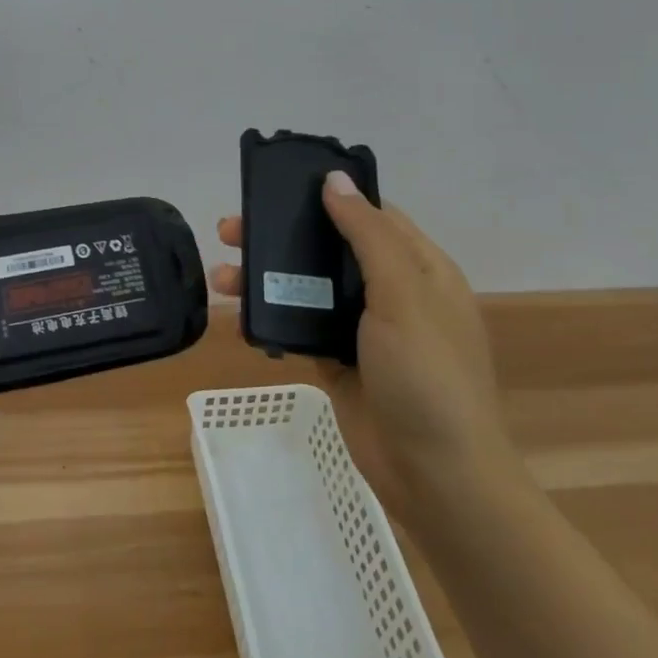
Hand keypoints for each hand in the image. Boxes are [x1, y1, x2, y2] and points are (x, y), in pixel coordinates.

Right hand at [211, 174, 515, 510]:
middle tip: (230, 230)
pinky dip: (271, 315)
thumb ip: (367, 235)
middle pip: (329, 248)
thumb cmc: (428, 376)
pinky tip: (238, 311)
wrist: (437, 478)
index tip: (279, 186)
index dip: (328, 196)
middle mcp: (391, 292)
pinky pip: (299, 325)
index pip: (371, 215)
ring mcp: (363, 329)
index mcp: (419, 268)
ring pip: (308, 286)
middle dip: (281, 236)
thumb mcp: (403, 295)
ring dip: (266, 276)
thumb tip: (334, 179)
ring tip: (220, 275)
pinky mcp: (338, 361)